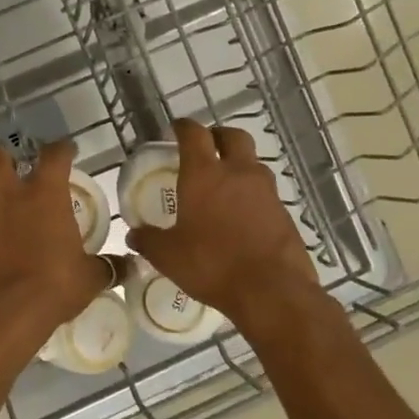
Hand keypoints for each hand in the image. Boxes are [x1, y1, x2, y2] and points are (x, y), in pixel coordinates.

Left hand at [0, 141, 114, 347]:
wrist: (1, 314)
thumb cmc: (53, 288)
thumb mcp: (89, 279)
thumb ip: (106, 267)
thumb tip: (129, 266)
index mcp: (44, 196)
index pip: (55, 155)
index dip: (61, 149)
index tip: (65, 150)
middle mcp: (6, 196)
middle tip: (8, 171)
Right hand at [125, 119, 324, 331]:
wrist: (272, 291)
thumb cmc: (212, 264)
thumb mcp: (168, 256)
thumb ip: (148, 240)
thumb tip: (134, 234)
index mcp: (204, 174)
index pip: (194, 134)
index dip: (183, 127)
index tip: (175, 128)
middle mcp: (238, 173)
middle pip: (233, 136)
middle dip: (218, 136)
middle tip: (205, 148)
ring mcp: (266, 191)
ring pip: (252, 163)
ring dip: (238, 165)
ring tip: (223, 184)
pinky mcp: (285, 213)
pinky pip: (265, 192)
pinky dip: (252, 195)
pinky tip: (241, 215)